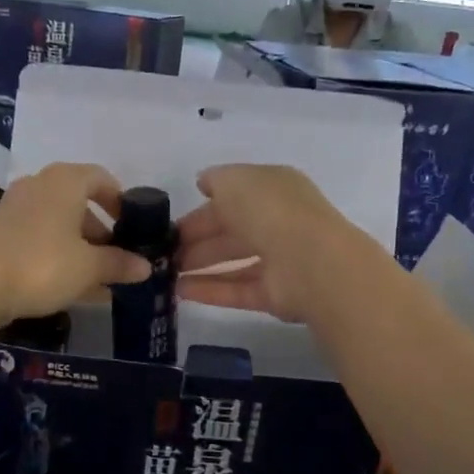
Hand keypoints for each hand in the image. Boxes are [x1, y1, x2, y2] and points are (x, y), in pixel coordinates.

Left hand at [0, 163, 149, 324]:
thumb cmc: (42, 265)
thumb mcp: (89, 267)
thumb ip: (119, 264)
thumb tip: (146, 266)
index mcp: (65, 181)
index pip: (101, 178)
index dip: (120, 201)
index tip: (132, 226)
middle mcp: (39, 185)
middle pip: (79, 201)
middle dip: (100, 230)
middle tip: (116, 257)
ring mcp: (15, 207)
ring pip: (58, 221)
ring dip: (79, 244)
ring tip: (96, 277)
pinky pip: (39, 236)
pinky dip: (57, 252)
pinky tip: (68, 284)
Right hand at [175, 164, 383, 321]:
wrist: (309, 260)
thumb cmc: (270, 210)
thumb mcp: (235, 180)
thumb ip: (216, 179)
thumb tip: (203, 182)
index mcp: (273, 189)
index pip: (233, 197)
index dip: (201, 209)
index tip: (171, 224)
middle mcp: (277, 222)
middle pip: (231, 230)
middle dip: (196, 240)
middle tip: (164, 252)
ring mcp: (279, 260)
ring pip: (233, 261)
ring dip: (200, 266)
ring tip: (165, 274)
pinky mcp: (276, 294)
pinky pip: (238, 290)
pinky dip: (209, 290)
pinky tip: (179, 292)